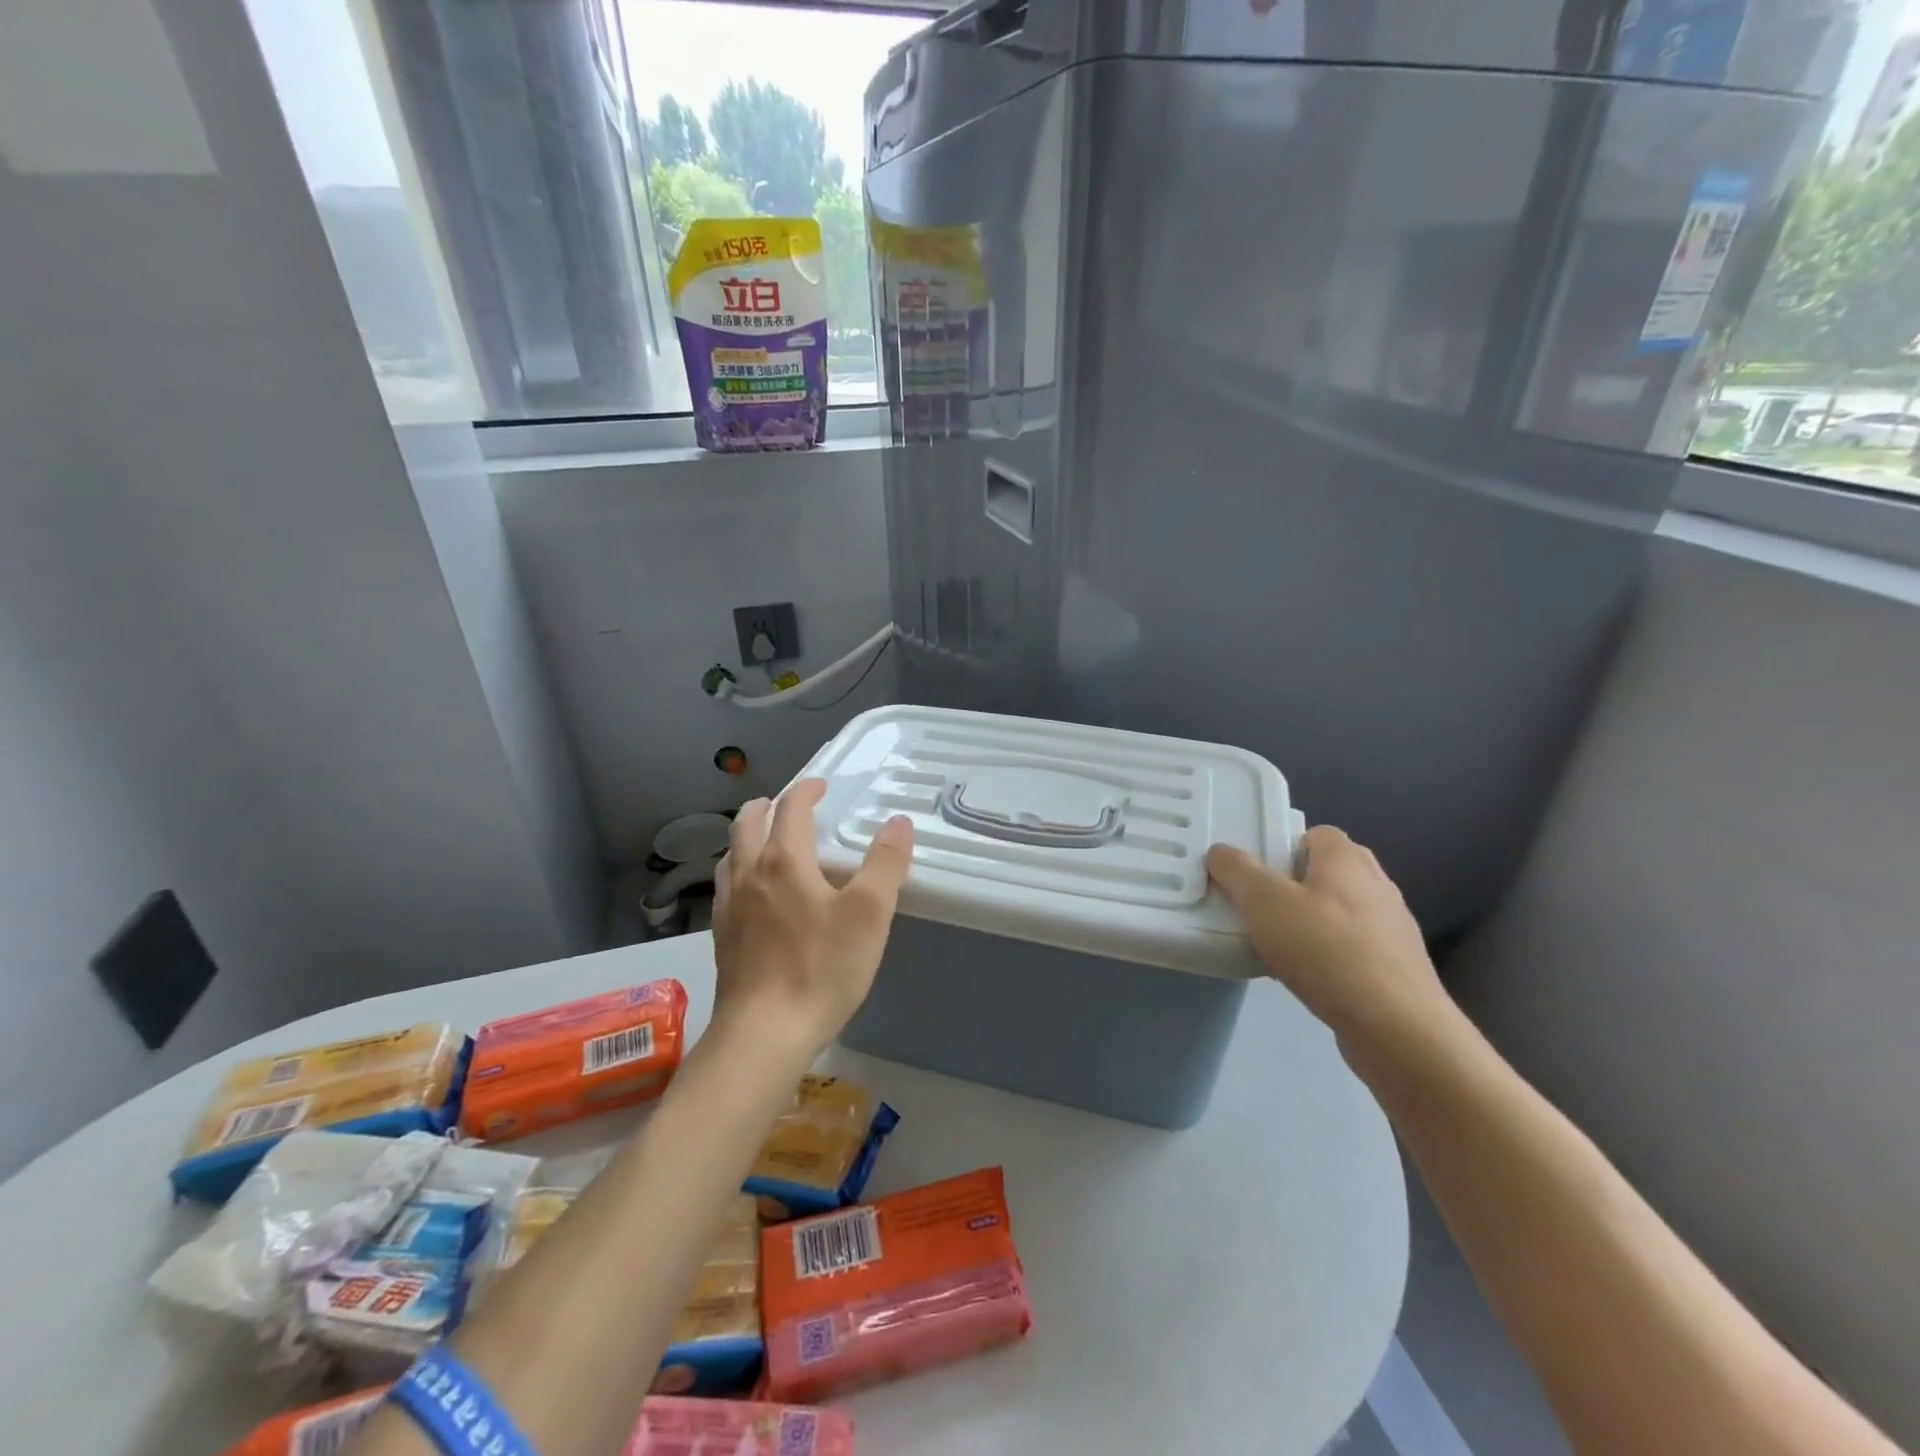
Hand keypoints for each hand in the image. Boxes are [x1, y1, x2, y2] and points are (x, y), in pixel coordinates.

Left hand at [711, 779, 913, 1055]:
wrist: (764, 1034)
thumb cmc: (821, 968)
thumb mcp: (869, 914)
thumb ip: (886, 863)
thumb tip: (898, 823)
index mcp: (784, 861)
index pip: (790, 809)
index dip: (806, 791)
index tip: (821, 786)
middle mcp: (749, 874)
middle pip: (748, 824)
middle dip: (767, 806)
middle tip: (787, 804)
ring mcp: (729, 907)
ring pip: (731, 854)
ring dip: (748, 837)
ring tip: (766, 842)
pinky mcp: (722, 937)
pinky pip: (726, 887)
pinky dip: (740, 871)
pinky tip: (753, 894)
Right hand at [1207, 826, 1457, 1075]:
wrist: (1396, 1027)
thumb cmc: (1325, 950)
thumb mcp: (1263, 902)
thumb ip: (1237, 871)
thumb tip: (1220, 852)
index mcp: (1347, 858)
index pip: (1315, 834)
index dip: (1284, 848)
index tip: (1257, 876)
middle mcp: (1376, 883)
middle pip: (1327, 872)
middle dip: (1294, 886)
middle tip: (1262, 909)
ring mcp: (1393, 926)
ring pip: (1341, 911)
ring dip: (1313, 923)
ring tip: (1281, 948)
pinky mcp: (1398, 966)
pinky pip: (1354, 947)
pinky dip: (1332, 955)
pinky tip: (1310, 977)